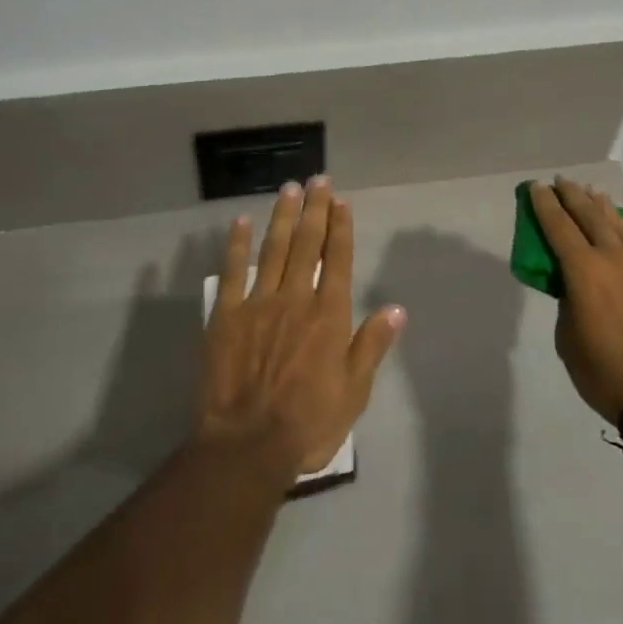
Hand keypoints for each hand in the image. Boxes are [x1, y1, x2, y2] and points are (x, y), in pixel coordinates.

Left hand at [198, 178, 406, 476]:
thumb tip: (396, 309)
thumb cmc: (309, 422)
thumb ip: (372, 345)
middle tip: (317, 179)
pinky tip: (240, 222)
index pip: (338, 260)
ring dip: (282, 216)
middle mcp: (296, 298)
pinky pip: (232, 271)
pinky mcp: (226, 314)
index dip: (340, 228)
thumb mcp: (354, 392)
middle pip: (307, 244)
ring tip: (289, 188)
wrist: (248, 444)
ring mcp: (258, 302)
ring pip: (273, 249)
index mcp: (329, 315)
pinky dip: (237, 244)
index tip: (341, 201)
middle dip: (314, 209)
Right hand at [529, 178, 622, 425]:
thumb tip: (577, 291)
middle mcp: (615, 259)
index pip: (559, 226)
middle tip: (562, 181)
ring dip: (604, 208)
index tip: (537, 186)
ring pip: (621, 227)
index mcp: (584, 271)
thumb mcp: (569, 339)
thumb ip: (569, 304)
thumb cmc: (605, 373)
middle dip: (573, 196)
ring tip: (595, 193)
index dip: (545, 205)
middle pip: (591, 217)